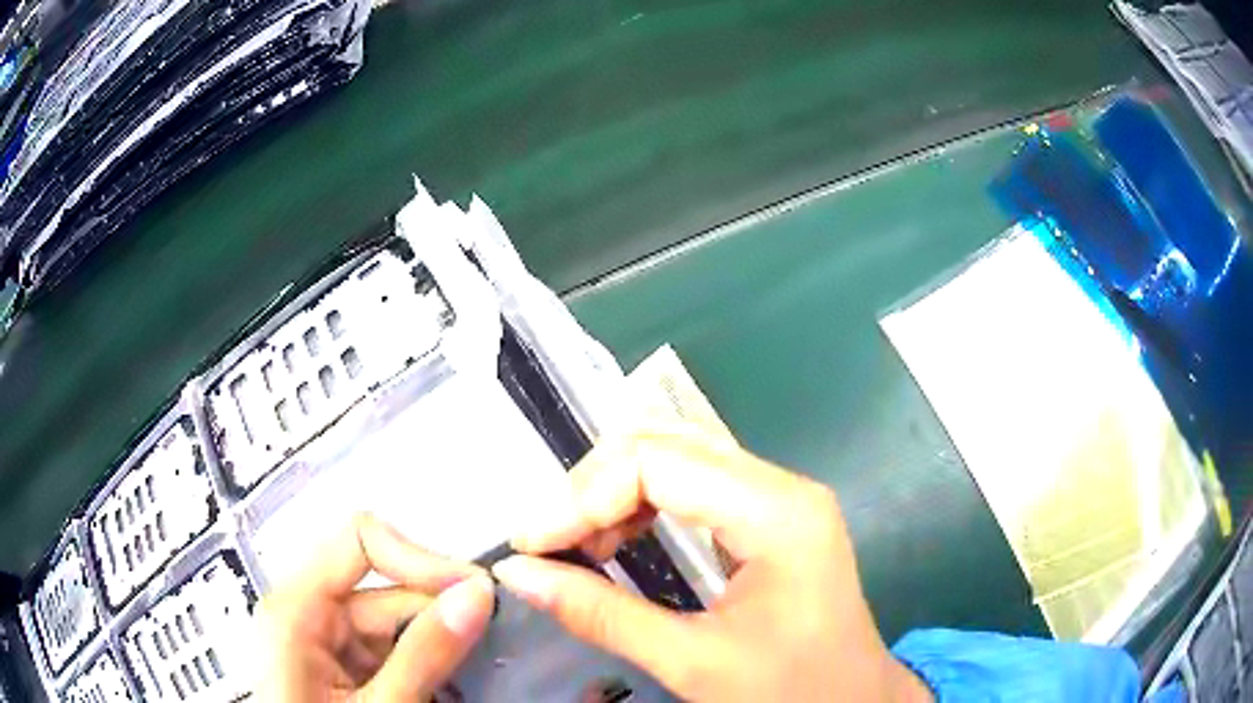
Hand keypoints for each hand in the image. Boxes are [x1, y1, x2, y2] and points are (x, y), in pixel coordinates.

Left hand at [255, 513, 494, 701]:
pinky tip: (447, 688)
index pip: (360, 541)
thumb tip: (479, 592)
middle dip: (440, 614)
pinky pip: (389, 650)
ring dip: (437, 646)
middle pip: (385, 588)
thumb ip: (424, 654)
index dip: (420, 559)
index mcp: (296, 606)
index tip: (477, 595)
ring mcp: (324, 641)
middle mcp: (306, 611)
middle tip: (493, 643)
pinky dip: (423, 666)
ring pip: (394, 623)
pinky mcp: (340, 666)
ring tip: (476, 673)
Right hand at [492, 424, 932, 702]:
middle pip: (665, 444)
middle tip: (552, 542)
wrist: (855, 702)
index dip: (582, 495)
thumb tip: (516, 573)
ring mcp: (780, 495)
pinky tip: (620, 541)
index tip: (532, 542)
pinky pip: (694, 483)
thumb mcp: (692, 662)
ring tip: (581, 545)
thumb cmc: (790, 690)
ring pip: (676, 456)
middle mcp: (782, 485)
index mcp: (776, 513)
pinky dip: (643, 503)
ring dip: (615, 493)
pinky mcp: (772, 514)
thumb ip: (601, 615)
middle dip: (593, 488)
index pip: (657, 461)